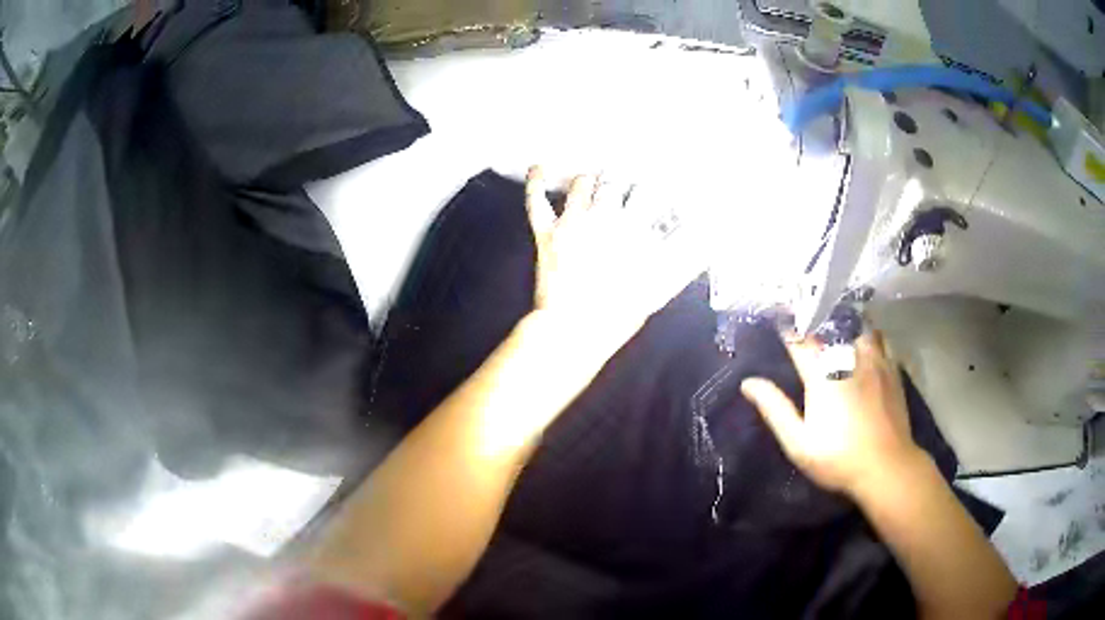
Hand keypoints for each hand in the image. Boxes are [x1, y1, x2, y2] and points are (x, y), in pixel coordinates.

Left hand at [525, 166, 703, 351]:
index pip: (652, 193)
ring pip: (582, 184)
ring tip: (594, 180)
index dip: (657, 186)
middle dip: (623, 180)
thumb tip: (706, 241)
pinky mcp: (547, 232)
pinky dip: (537, 182)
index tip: (661, 184)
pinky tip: (539, 166)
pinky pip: (537, 201)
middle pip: (616, 182)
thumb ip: (685, 261)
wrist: (575, 330)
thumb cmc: (621, 313)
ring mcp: (573, 221)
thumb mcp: (661, 287)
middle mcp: (605, 216)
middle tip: (625, 179)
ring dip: (590, 181)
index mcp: (635, 228)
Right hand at [740, 332, 924, 495]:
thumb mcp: (798, 442)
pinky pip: (880, 336)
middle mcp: (849, 357)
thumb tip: (748, 382)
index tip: (777, 319)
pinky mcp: (892, 367)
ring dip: (843, 320)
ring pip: (857, 324)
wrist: (886, 467)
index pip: (800, 340)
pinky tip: (864, 338)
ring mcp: (874, 359)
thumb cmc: (838, 458)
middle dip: (814, 318)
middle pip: (829, 325)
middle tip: (804, 314)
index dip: (786, 328)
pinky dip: (868, 331)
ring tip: (835, 322)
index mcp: (822, 375)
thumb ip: (775, 409)